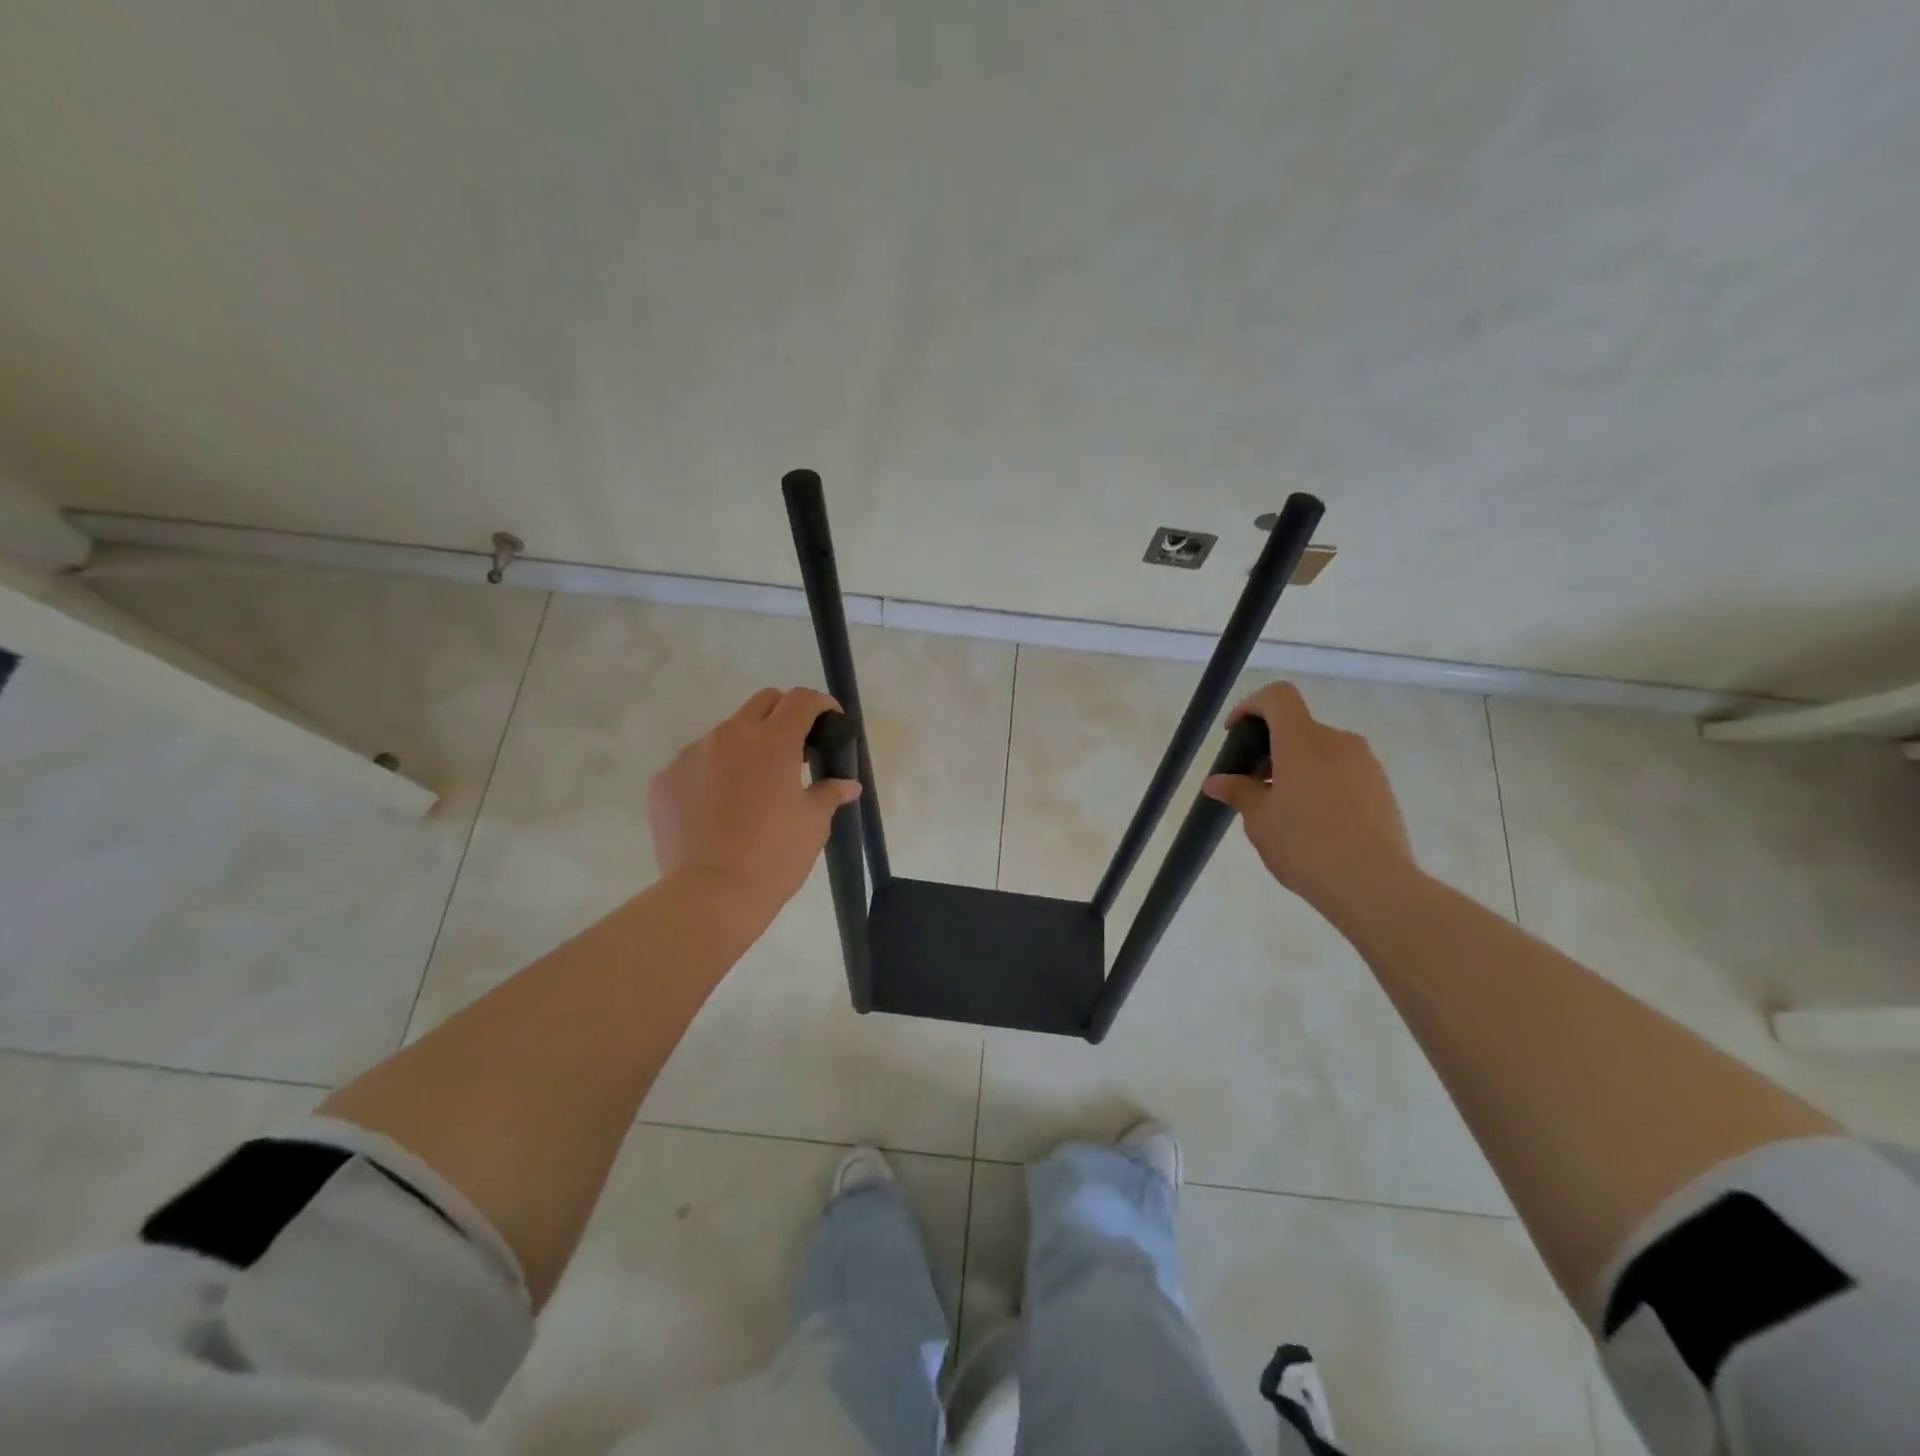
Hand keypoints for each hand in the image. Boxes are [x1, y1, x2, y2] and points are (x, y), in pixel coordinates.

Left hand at [649, 687, 861, 925]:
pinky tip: (718, 809)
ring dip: (746, 746)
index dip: (821, 704)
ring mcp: (692, 755)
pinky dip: (713, 773)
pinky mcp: (666, 779)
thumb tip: (848, 785)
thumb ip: (829, 793)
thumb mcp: (813, 824)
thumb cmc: (773, 857)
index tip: (830, 720)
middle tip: (796, 748)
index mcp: (773, 742)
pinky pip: (696, 763)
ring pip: (726, 733)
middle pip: (763, 702)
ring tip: (752, 787)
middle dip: (784, 714)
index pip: (801, 700)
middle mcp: (730, 736)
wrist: (709, 896)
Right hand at [1201, 681, 1419, 918]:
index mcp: (1302, 741)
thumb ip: (1239, 792)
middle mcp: (1337, 741)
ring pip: (1320, 750)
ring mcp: (1365, 763)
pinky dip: (1320, 781)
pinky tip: (1313, 821)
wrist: (1373, 885)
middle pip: (1297, 726)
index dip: (1251, 706)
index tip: (1235, 735)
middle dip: (1270, 747)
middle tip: (1252, 783)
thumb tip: (1217, 782)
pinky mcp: (1381, 787)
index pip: (1278, 697)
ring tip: (1282, 807)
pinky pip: (1342, 771)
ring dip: (1296, 766)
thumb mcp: (1259, 820)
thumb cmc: (1305, 845)